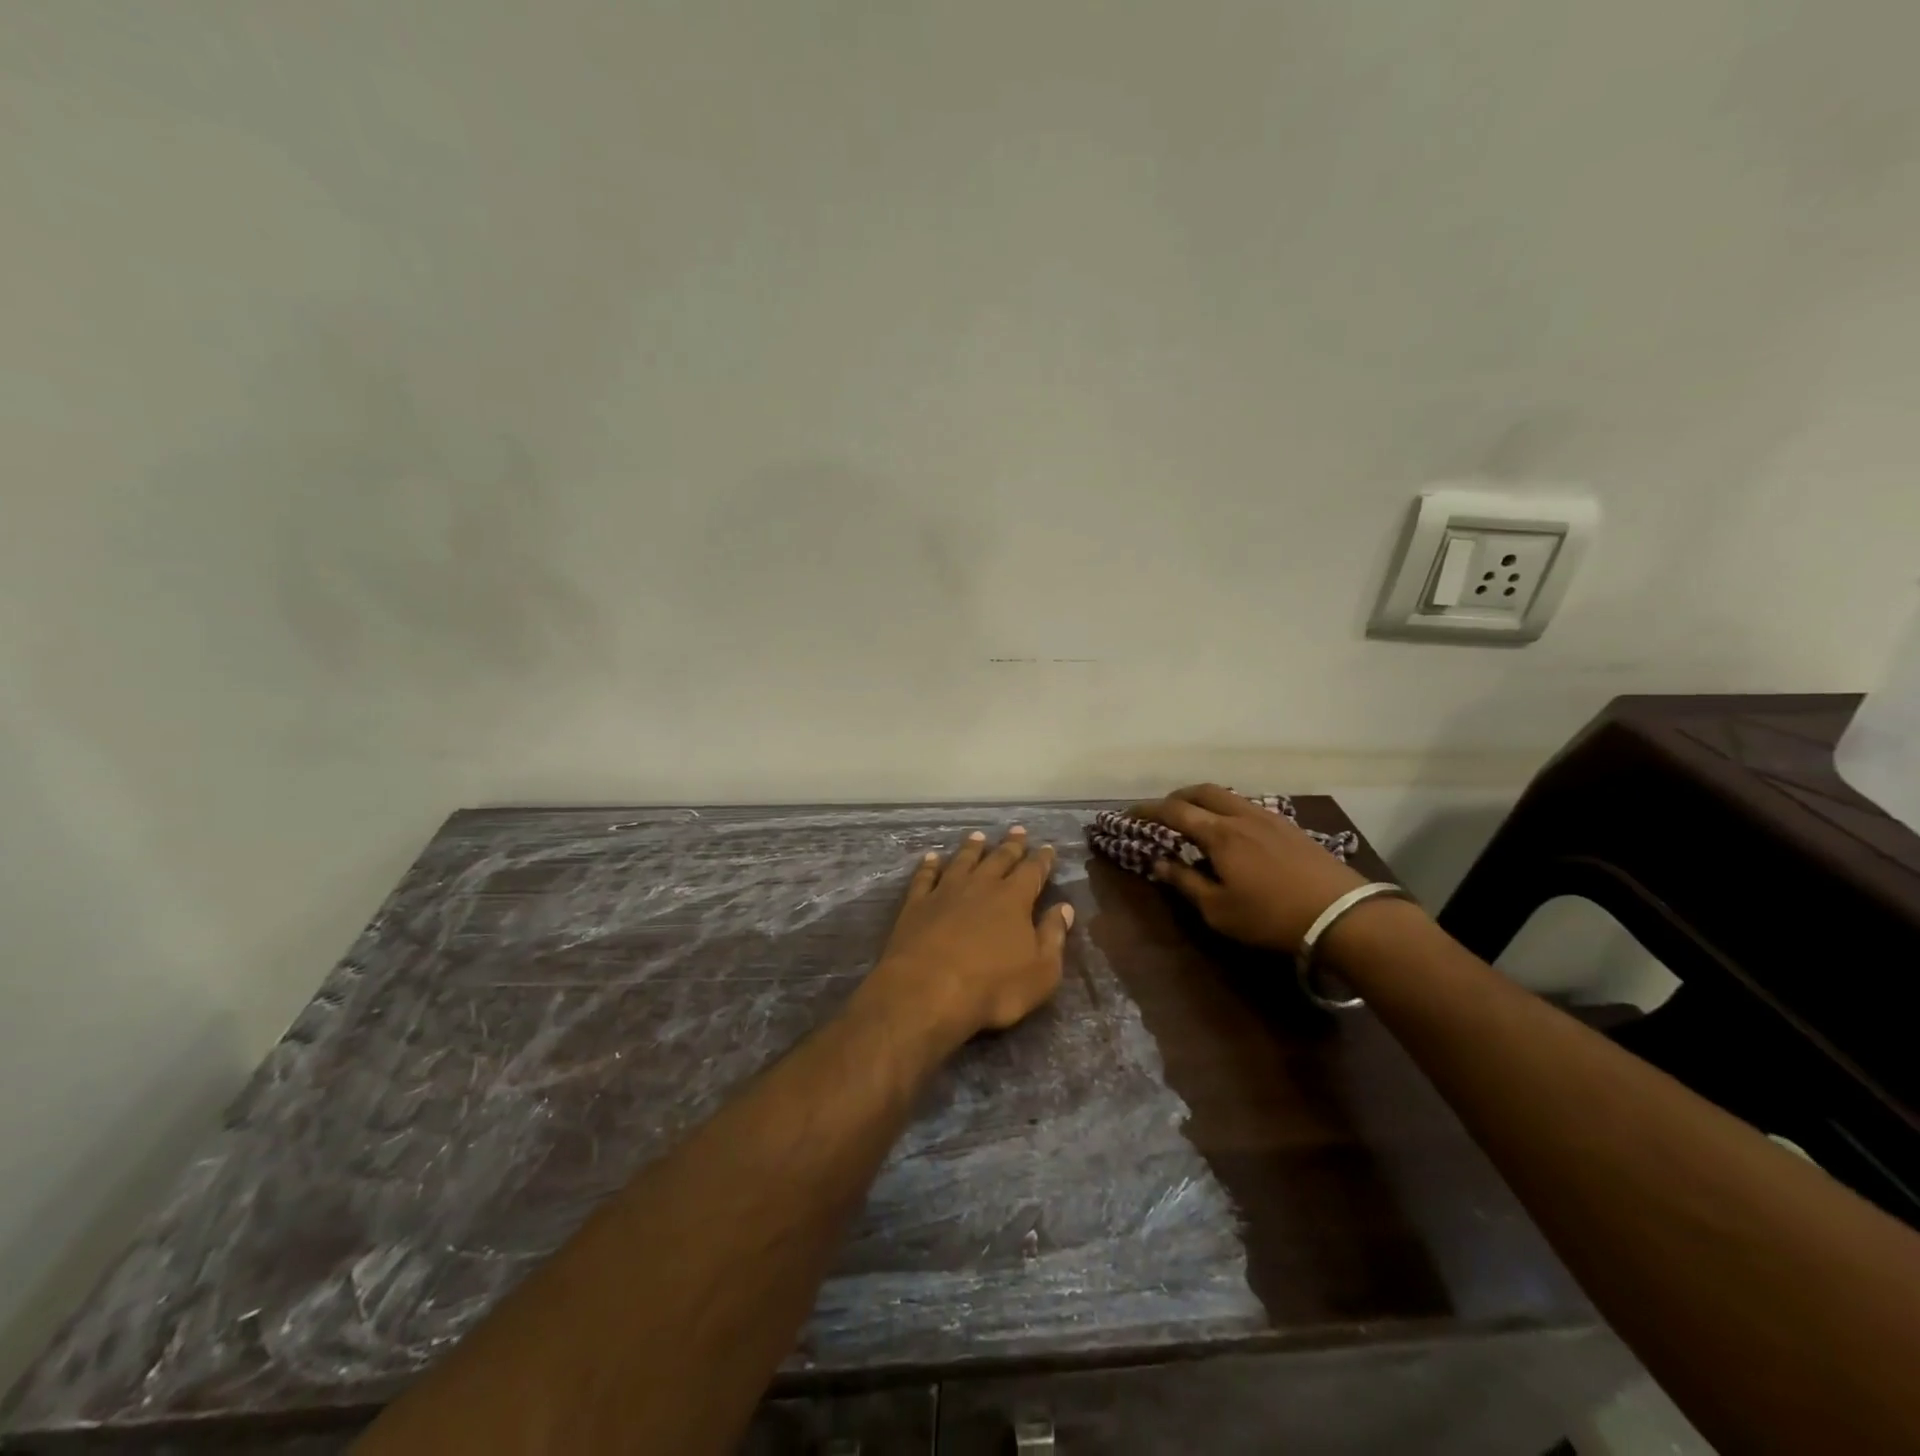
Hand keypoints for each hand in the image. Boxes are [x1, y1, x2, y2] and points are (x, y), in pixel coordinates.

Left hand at [864, 826, 1072, 1039]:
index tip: (1048, 848)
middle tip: (1018, 830)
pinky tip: (931, 857)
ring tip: (978, 835)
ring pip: (962, 861)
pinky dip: (929, 865)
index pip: (1033, 871)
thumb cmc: (992, 988)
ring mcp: (945, 892)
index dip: (1042, 859)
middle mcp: (981, 886)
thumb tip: (1065, 908)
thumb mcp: (1041, 972)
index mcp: (1014, 899)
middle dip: (1011, 845)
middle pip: (998, 858)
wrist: (927, 992)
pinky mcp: (916, 904)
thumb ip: (1053, 936)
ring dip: (972, 848)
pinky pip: (925, 877)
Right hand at [1131, 784, 1366, 952]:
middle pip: (1202, 791)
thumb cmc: (1271, 916)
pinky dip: (1229, 809)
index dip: (1148, 810)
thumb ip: (1186, 882)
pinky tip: (1234, 830)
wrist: (1341, 915)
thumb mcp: (1218, 910)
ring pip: (1228, 796)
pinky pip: (1249, 806)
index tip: (1129, 814)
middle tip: (1163, 811)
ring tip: (1197, 818)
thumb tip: (1160, 862)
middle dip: (1177, 796)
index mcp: (1219, 834)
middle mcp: (1241, 816)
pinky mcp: (1290, 827)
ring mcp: (1269, 818)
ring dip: (1205, 801)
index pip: (1174, 811)